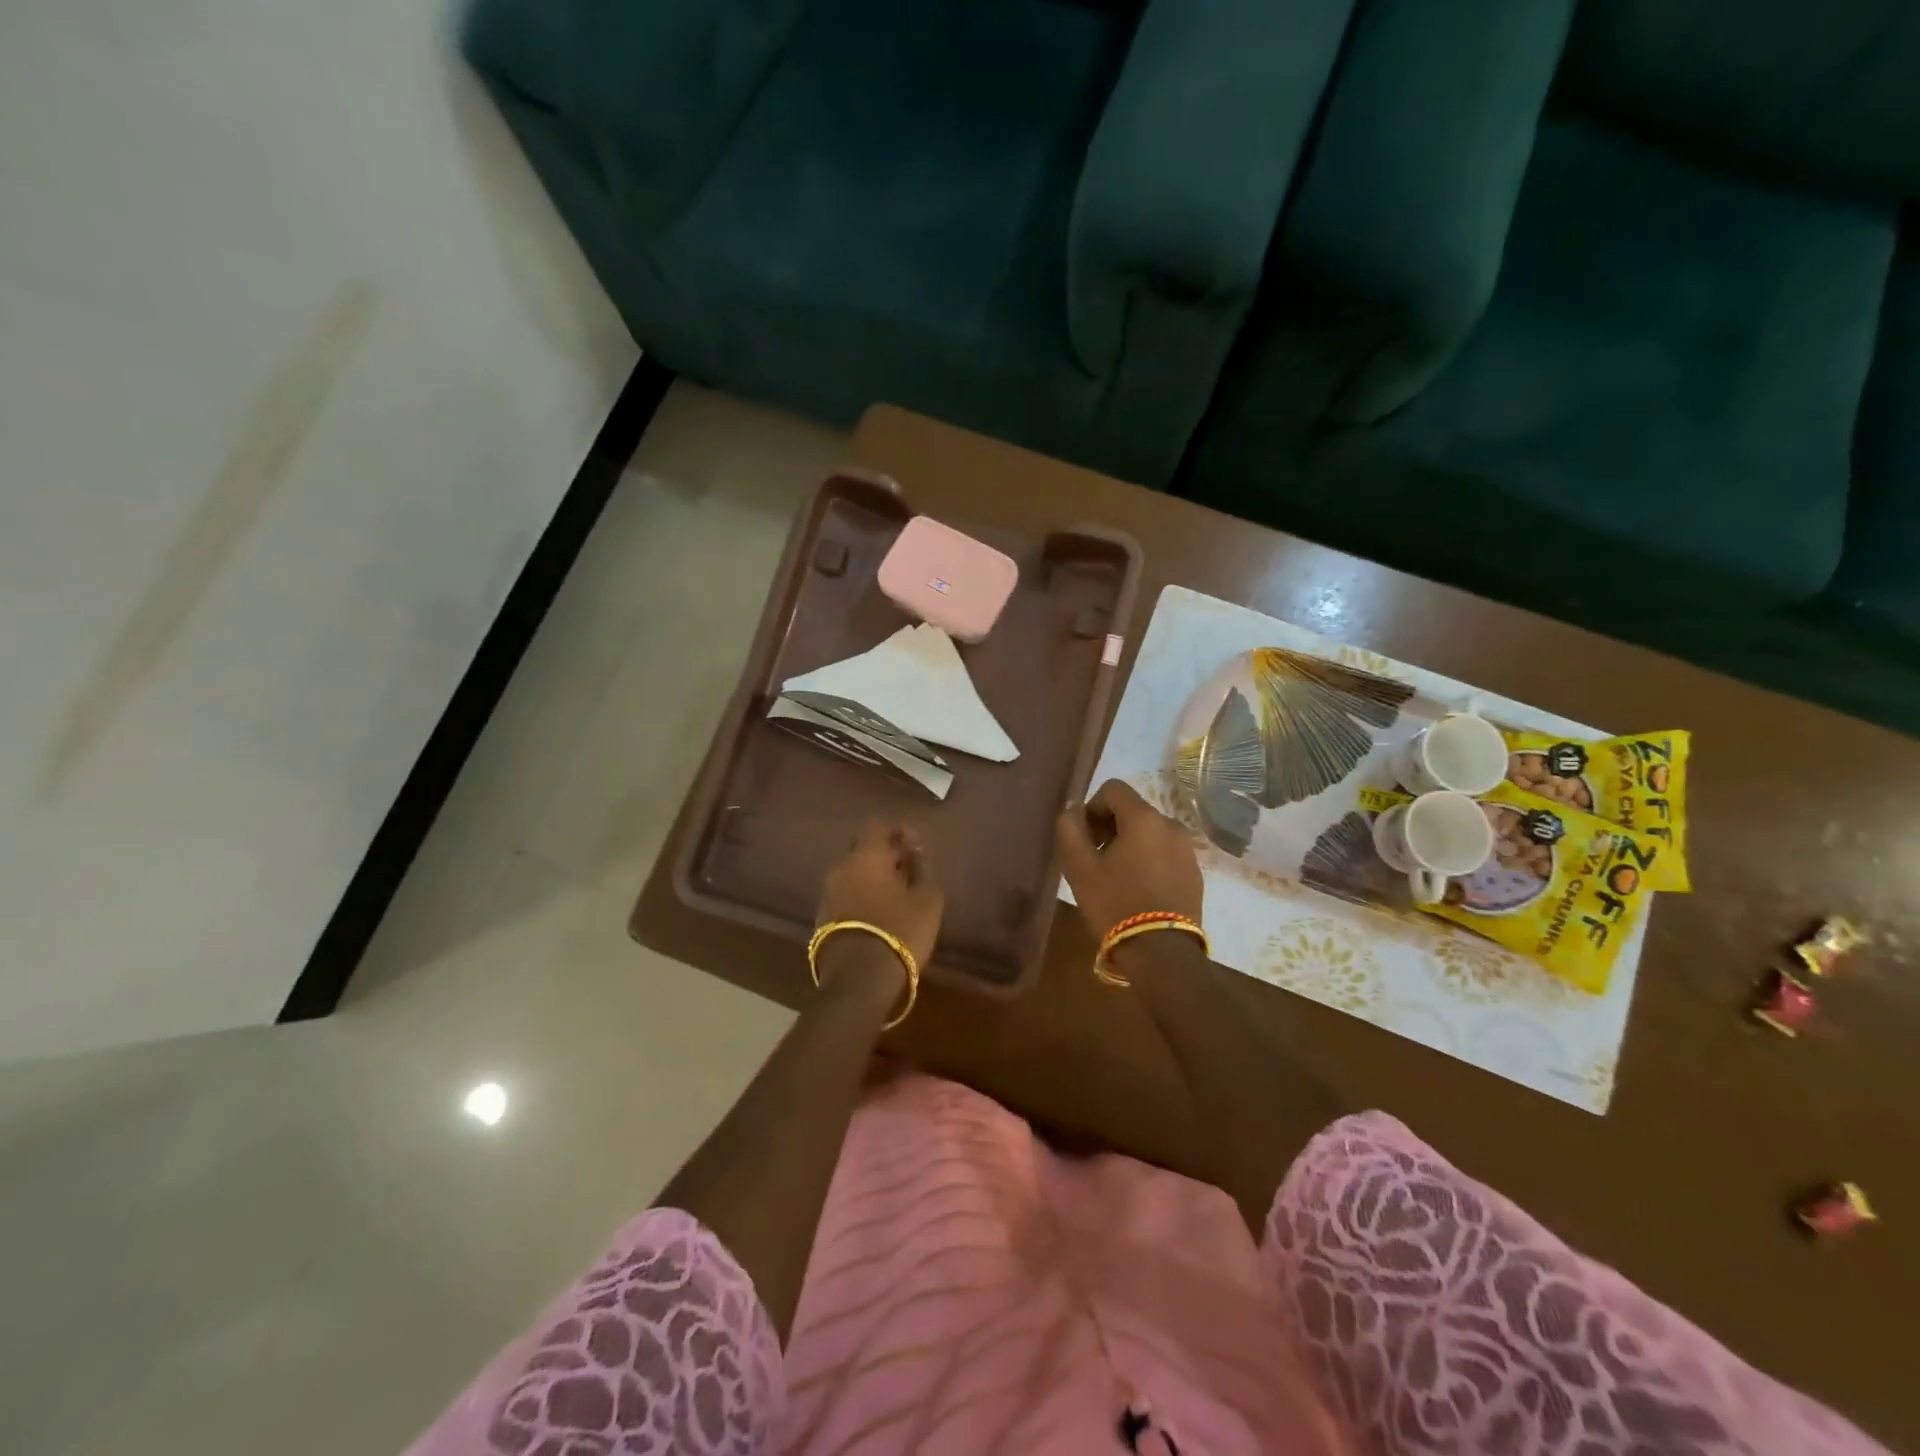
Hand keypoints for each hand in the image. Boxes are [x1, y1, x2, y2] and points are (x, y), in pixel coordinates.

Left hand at [815, 820, 943, 987]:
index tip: (914, 847)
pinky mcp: (821, 919)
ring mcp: (827, 894)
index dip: (896, 832)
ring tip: (894, 898)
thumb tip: (916, 852)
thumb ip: (923, 869)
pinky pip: (844, 897)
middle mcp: (841, 868)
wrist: (859, 980)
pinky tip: (877, 917)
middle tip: (906, 873)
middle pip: (861, 850)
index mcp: (866, 855)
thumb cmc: (900, 930)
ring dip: (870, 879)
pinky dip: (859, 899)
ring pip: (851, 875)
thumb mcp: (928, 899)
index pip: (876, 826)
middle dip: (883, 856)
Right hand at [1056, 780, 1203, 947]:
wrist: (1162, 953)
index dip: (1092, 807)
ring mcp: (1187, 849)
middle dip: (1110, 827)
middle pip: (1133, 810)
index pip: (1113, 789)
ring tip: (1117, 878)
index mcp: (1143, 818)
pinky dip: (1149, 860)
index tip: (1085, 838)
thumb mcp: (1079, 867)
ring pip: (1150, 832)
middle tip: (1096, 860)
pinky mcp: (1195, 872)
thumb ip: (1070, 829)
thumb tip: (1074, 810)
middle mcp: (1170, 825)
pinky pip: (1165, 852)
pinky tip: (1138, 890)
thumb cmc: (1115, 904)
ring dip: (1130, 844)